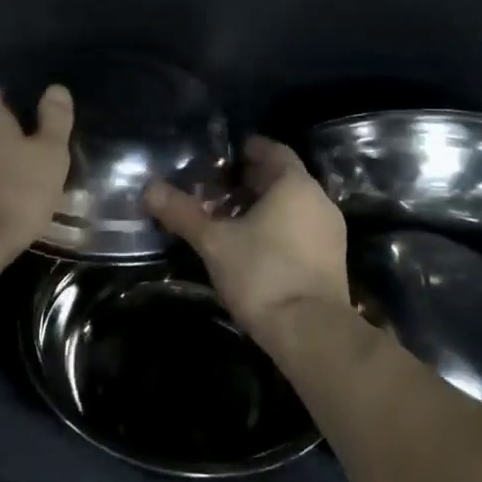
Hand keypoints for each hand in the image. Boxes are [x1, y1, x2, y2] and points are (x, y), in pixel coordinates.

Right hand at [146, 136, 350, 350]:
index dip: (247, 149)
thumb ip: (183, 213)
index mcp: (295, 185)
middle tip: (214, 187)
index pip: (273, 150)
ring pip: (292, 205)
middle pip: (282, 178)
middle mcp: (319, 200)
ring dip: (262, 206)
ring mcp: (330, 231)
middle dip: (249, 180)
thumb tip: (149, 188)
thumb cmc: (263, 274)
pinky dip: (277, 227)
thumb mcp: (214, 242)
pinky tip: (251, 245)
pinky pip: (301, 229)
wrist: (311, 332)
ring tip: (227, 218)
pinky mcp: (332, 259)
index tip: (221, 156)